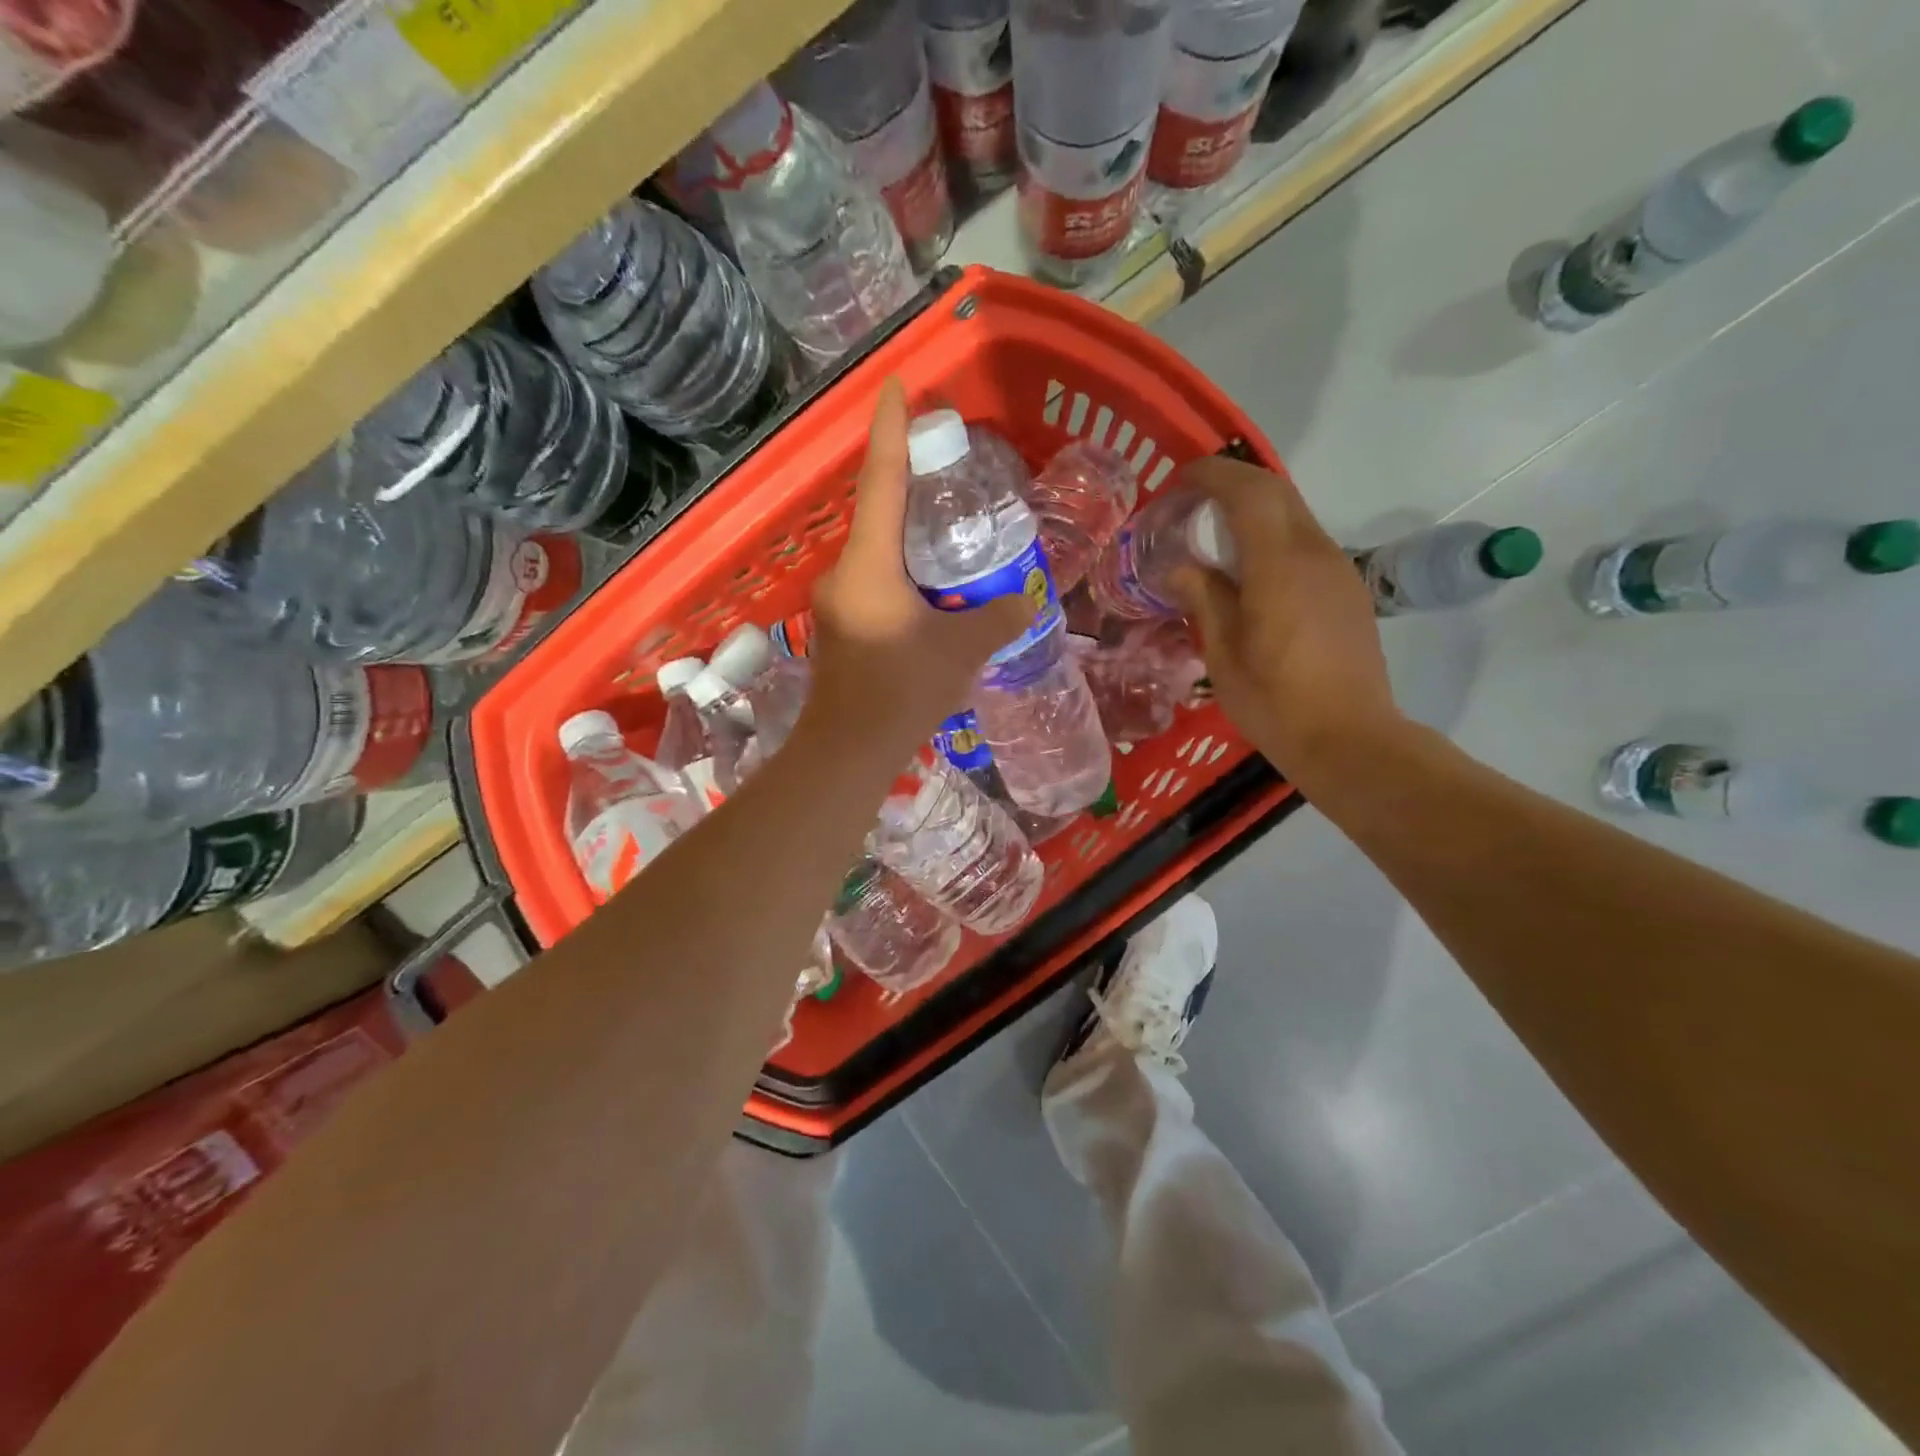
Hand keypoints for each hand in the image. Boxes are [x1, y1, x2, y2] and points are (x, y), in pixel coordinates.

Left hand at [804, 379, 1032, 755]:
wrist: (848, 752)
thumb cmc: (903, 691)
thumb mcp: (963, 650)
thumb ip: (998, 618)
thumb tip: (1024, 603)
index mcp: (869, 563)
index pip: (880, 480)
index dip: (890, 430)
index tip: (896, 386)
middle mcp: (844, 572)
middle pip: (879, 515)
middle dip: (912, 491)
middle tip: (951, 478)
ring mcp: (836, 603)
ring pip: (878, 555)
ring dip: (911, 543)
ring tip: (953, 542)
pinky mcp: (840, 630)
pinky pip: (875, 585)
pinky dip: (904, 577)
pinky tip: (933, 597)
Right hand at [1168, 457, 1403, 786]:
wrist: (1349, 739)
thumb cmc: (1275, 701)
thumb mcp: (1223, 654)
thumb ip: (1204, 599)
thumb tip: (1181, 566)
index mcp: (1280, 565)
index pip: (1249, 492)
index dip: (1213, 475)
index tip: (1180, 480)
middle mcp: (1316, 553)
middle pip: (1277, 493)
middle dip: (1234, 484)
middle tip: (1193, 501)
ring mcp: (1338, 570)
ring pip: (1294, 517)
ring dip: (1254, 511)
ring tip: (1215, 536)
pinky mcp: (1347, 590)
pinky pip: (1305, 544)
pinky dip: (1272, 538)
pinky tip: (1250, 571)